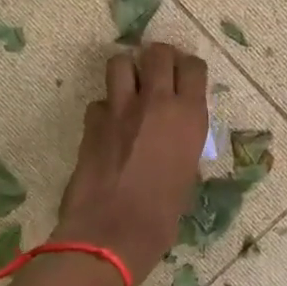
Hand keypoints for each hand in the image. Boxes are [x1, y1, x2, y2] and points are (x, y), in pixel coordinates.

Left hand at [53, 43, 208, 282]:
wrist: (112, 233)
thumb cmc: (162, 216)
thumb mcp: (187, 174)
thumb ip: (182, 143)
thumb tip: (174, 135)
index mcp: (190, 116)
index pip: (194, 67)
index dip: (188, 68)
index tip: (184, 77)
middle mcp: (157, 102)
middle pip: (158, 52)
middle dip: (158, 57)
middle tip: (156, 72)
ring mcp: (121, 109)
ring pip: (120, 62)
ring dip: (126, 71)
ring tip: (129, 88)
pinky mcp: (92, 121)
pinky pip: (99, 101)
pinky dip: (104, 109)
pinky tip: (107, 126)